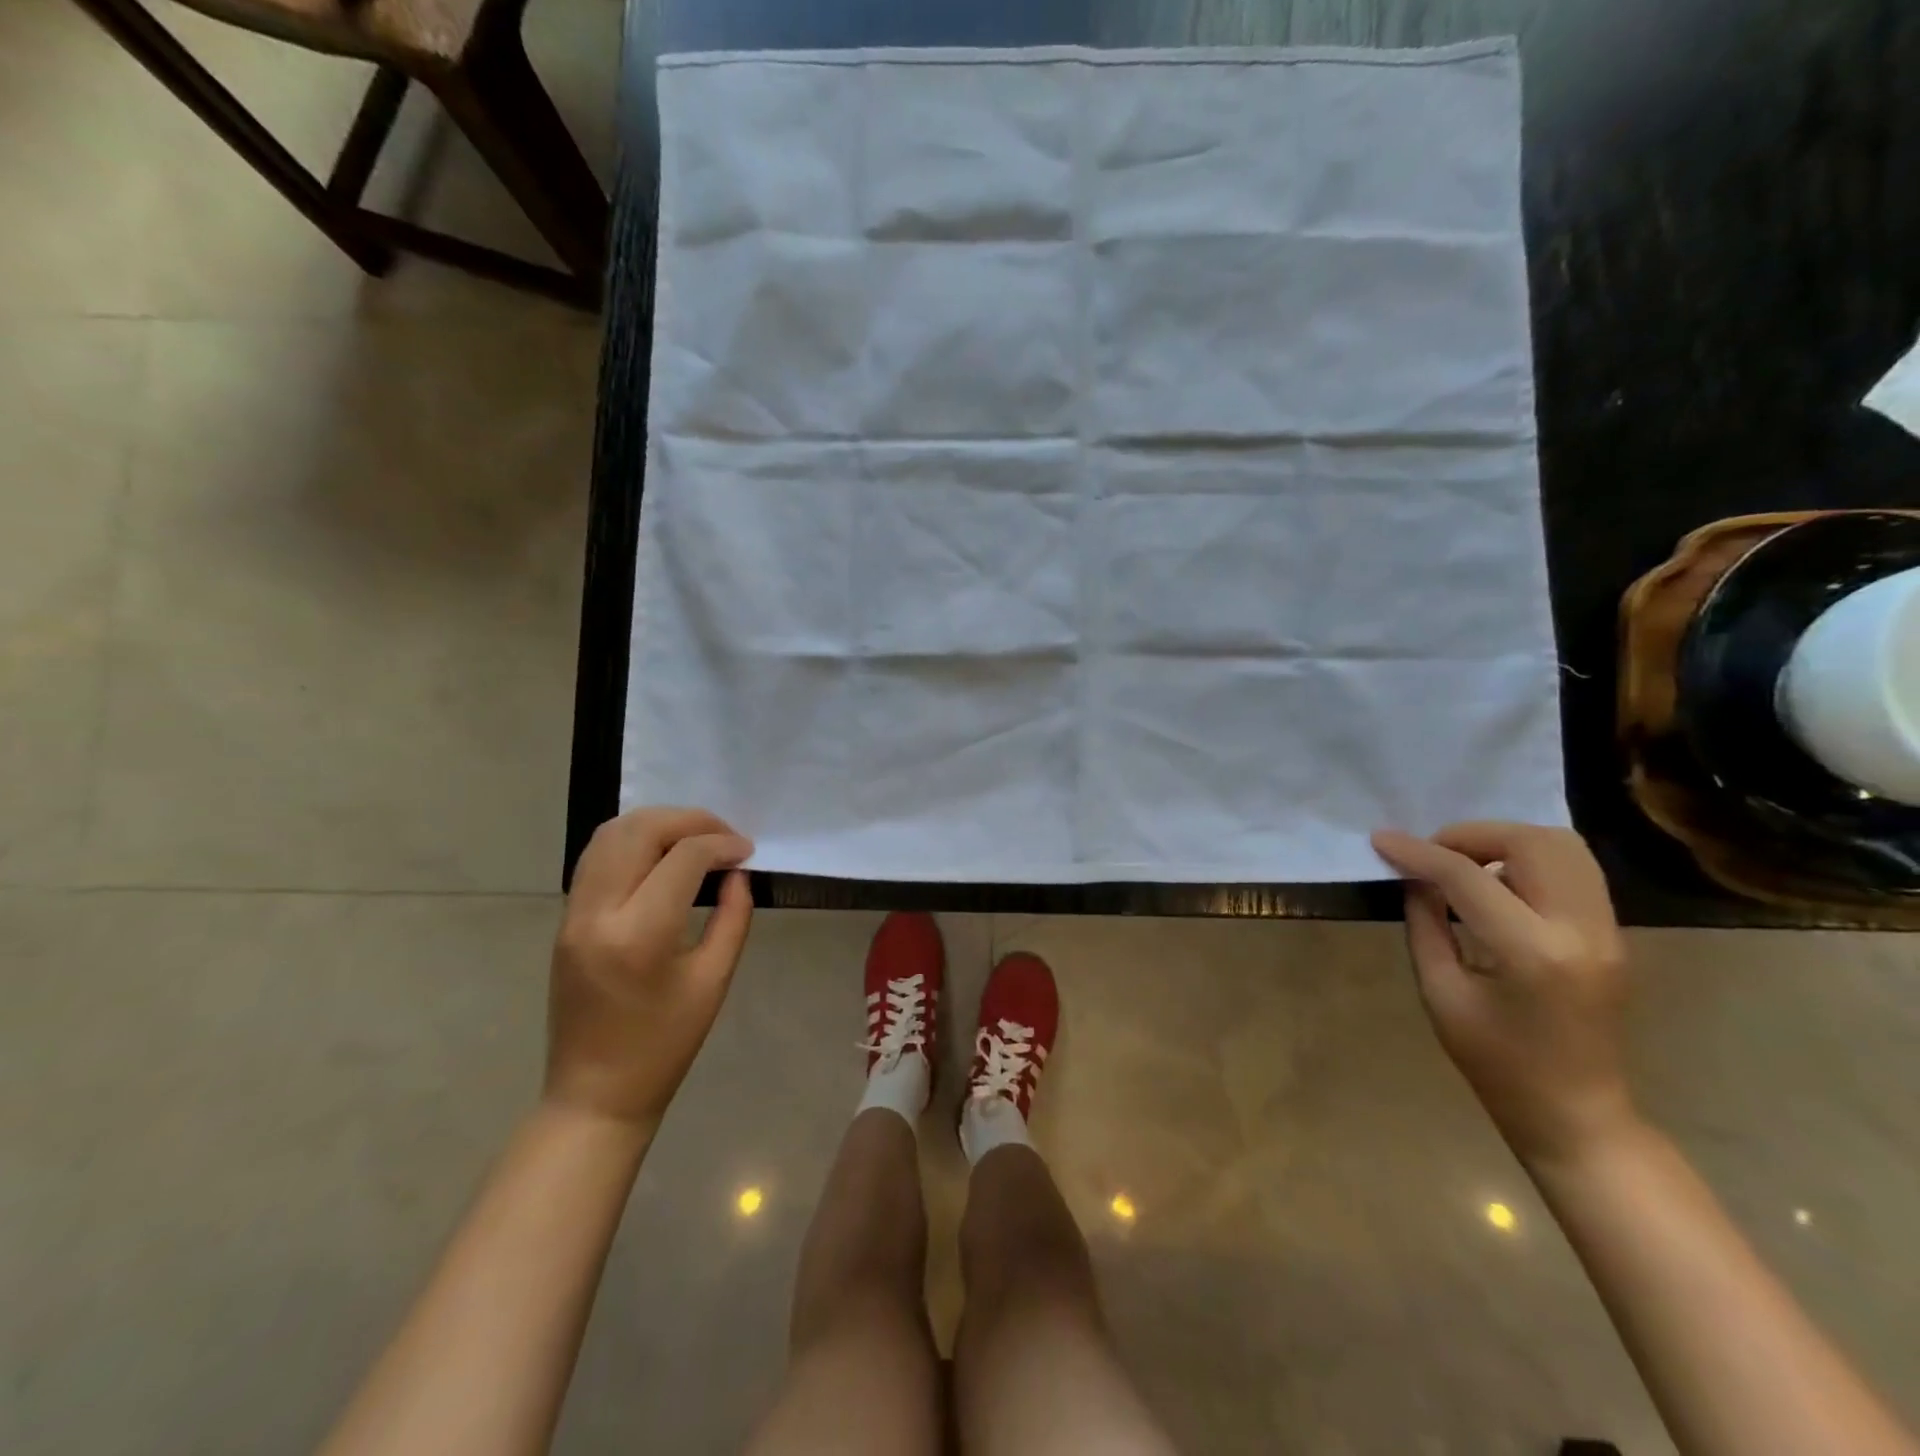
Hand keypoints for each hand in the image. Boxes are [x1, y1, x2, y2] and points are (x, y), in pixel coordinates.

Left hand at [545, 807, 754, 1129]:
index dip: (721, 844)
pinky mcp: (566, 919)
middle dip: (689, 820)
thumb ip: (733, 917)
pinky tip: (662, 853)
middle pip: (640, 831)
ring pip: (609, 835)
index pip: (683, 858)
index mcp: (639, 935)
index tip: (747, 851)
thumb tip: (736, 873)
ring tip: (695, 837)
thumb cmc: (664, 1045)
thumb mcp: (713, 980)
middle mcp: (598, 913)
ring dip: (657, 823)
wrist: (595, 1093)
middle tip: (724, 835)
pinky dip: (632, 840)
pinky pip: (596, 857)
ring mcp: (573, 914)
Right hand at [1371, 822, 1634, 1168]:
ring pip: (1564, 846)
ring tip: (1464, 862)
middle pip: (1533, 843)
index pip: (1468, 878)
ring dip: (1505, 840)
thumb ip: (1426, 925)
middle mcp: (1581, 931)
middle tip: (1432, 853)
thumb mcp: (1441, 993)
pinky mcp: (1613, 934)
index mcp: (1532, 953)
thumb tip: (1415, 878)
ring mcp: (1608, 931)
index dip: (1418, 853)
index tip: (1381, 840)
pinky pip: (1573, 869)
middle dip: (1471, 835)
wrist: (1578, 1114)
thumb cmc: (1496, 1063)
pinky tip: (1496, 882)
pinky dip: (1529, 859)